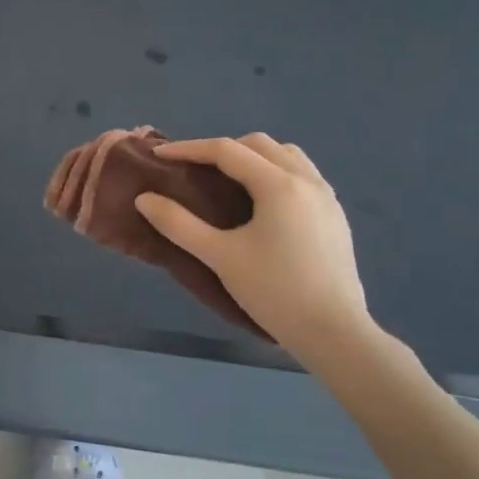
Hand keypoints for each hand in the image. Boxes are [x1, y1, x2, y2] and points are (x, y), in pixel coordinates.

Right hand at [135, 134, 371, 361]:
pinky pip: (302, 175)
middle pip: (259, 145)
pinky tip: (262, 203)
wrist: (334, 332)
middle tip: (193, 170)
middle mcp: (307, 180)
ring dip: (253, 158)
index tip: (159, 156)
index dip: (189, 149)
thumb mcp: (220, 257)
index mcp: (278, 185)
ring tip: (228, 182)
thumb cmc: (274, 291)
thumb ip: (179, 224)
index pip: (226, 151)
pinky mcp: (335, 216)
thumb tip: (144, 199)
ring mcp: (327, 197)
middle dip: (222, 150)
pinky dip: (275, 173)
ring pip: (286, 156)